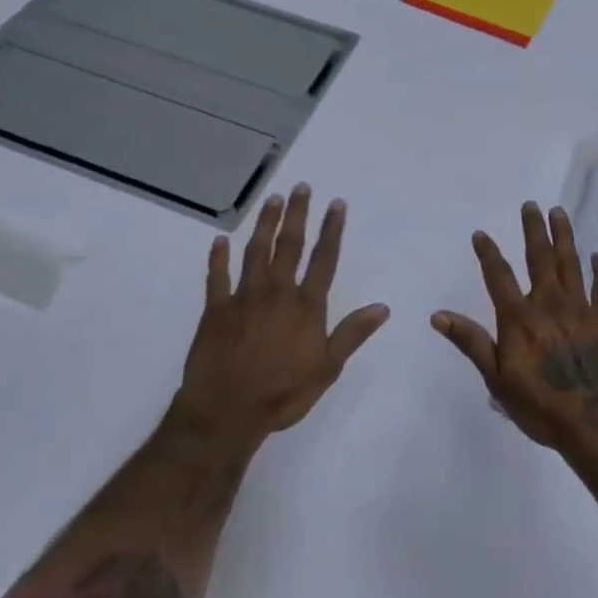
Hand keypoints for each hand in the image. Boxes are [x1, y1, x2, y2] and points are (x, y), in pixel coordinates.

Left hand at [169, 185, 389, 452]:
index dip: (331, 229)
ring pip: (255, 251)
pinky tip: (220, 240)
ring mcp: (243, 298)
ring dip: (264, 224)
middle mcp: (276, 292)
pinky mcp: (215, 309)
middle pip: (289, 245)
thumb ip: (352, 333)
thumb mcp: (327, 368)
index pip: (323, 259)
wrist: (227, 411)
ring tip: (272, 199)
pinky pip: (217, 276)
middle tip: (301, 187)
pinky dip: (218, 257)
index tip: (336, 204)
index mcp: (306, 306)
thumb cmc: (283, 393)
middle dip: (297, 214)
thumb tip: (382, 307)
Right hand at [432, 202, 597, 456]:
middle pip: (540, 258)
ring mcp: (582, 309)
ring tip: (559, 213)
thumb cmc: (542, 407)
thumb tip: (438, 315)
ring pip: (571, 264)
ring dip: (564, 237)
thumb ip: (471, 342)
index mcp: (520, 318)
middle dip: (533, 230)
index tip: (481, 233)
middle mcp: (549, 304)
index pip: (499, 276)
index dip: (488, 253)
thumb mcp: (497, 380)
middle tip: (531, 205)